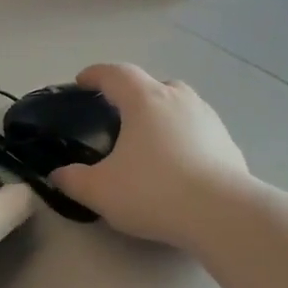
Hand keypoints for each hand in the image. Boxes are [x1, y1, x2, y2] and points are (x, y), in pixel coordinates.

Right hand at [49, 63, 249, 246]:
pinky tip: (178, 166)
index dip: (96, 75)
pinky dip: (183, 140)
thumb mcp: (100, 191)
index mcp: (145, 101)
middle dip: (134, 96)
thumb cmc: (153, 192)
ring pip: (180, 107)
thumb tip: (59, 174)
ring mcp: (209, 119)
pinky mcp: (228, 143)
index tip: (82, 81)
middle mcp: (179, 100)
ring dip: (162, 117)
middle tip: (119, 117)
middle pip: (153, 86)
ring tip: (149, 143)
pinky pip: (198, 133)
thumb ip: (73, 180)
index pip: (116, 74)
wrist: (220, 213)